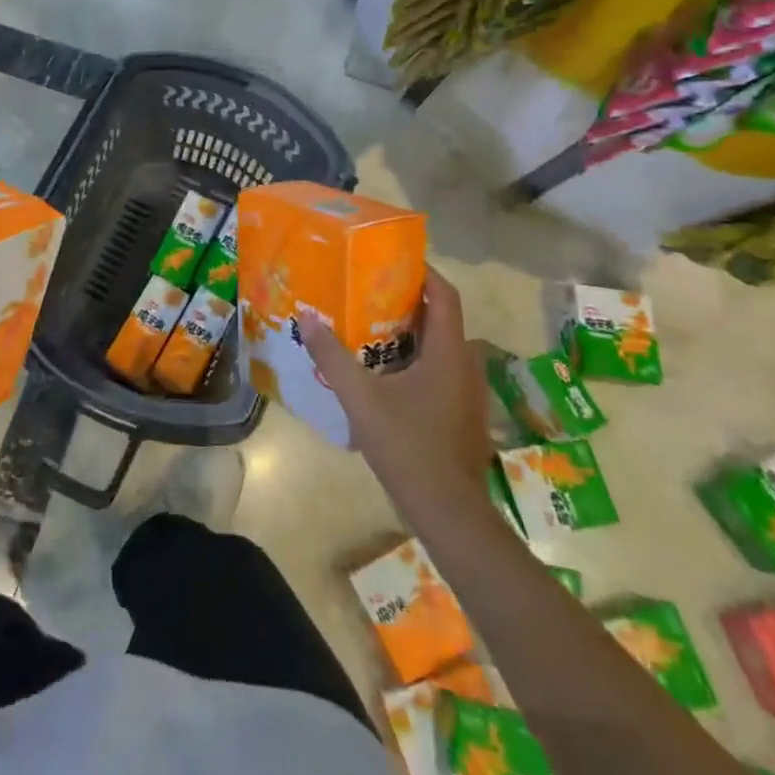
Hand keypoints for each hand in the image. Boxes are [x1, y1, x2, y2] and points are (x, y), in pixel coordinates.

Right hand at [298, 265, 493, 514]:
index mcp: (448, 352)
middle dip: (406, 300)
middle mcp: (464, 365)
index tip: (391, 259)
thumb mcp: (361, 399)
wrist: (450, 514)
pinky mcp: (462, 413)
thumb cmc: (408, 447)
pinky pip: (439, 369)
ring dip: (409, 331)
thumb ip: (332, 356)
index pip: (444, 294)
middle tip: (366, 290)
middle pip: (440, 317)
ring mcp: (467, 392)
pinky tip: (384, 372)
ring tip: (367, 325)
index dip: (423, 271)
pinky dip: (415, 358)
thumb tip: (307, 316)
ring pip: (439, 346)